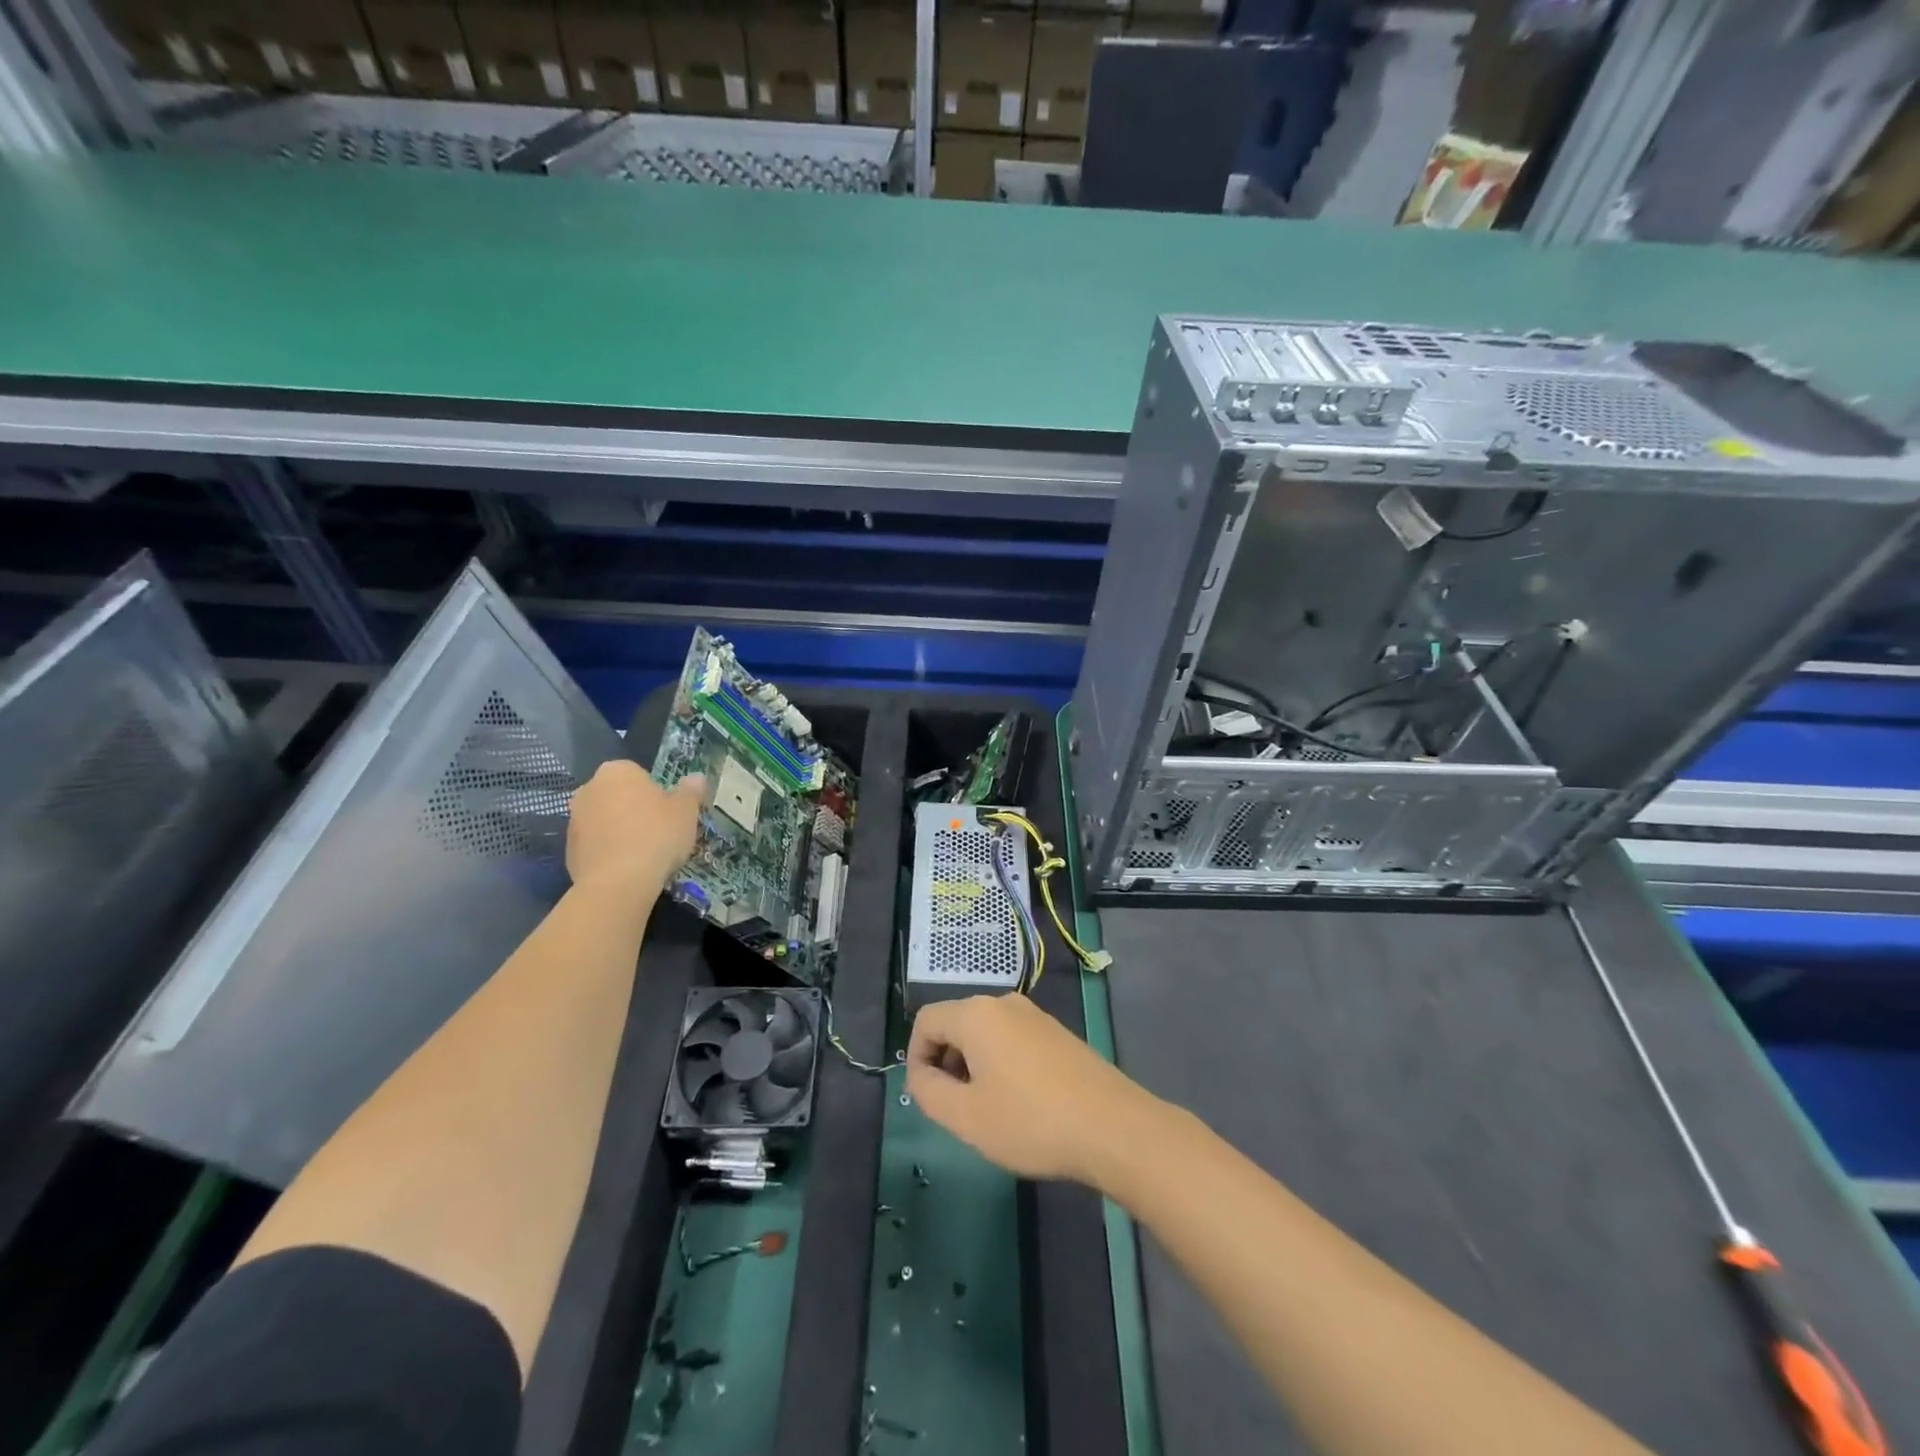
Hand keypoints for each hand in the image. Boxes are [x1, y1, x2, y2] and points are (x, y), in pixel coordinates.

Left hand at [566, 761, 704, 894]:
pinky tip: (627, 869)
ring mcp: (574, 820)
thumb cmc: (656, 835)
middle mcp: (589, 789)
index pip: (639, 774)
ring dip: (620, 831)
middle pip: (618, 796)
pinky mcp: (568, 851)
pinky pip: (596, 845)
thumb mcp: (686, 811)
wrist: (618, 882)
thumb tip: (696, 778)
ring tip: (643, 854)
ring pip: (605, 821)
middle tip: (658, 832)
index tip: (669, 813)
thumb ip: (691, 791)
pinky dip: (609, 853)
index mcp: (617, 771)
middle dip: (634, 809)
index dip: (656, 793)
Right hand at [906, 993, 1165, 1189]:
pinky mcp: (1057, 1033)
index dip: (915, 1057)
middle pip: (956, 1023)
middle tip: (956, 1109)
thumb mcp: (966, 1117)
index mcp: (977, 1014)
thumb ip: (928, 1092)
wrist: (1112, 1127)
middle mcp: (1005, 1003)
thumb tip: (920, 1076)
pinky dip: (1001, 1064)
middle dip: (945, 1062)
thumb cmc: (1031, 1121)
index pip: (926, 1021)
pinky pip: (1012, 1040)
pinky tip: (1020, 1104)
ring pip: (985, 1033)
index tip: (926, 1098)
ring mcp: (1035, 1016)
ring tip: (988, 1111)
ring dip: (973, 1066)